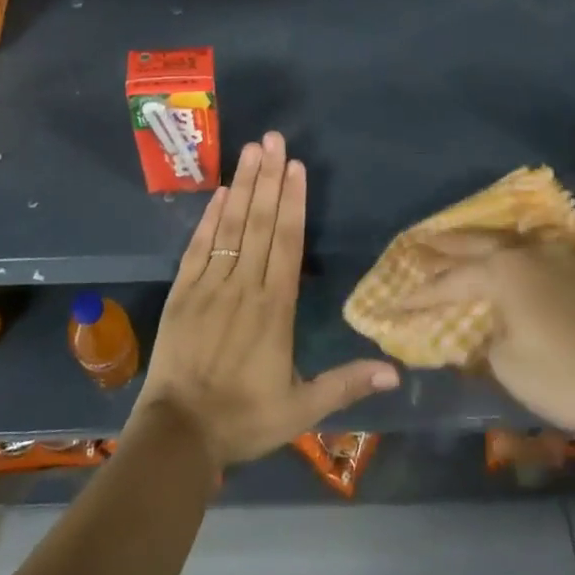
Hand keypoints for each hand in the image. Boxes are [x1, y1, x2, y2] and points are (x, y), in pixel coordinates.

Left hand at [127, 132, 398, 471]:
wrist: (178, 435)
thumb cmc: (244, 419)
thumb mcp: (302, 410)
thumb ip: (346, 384)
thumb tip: (396, 372)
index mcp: (275, 308)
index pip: (287, 242)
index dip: (293, 201)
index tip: (296, 166)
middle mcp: (244, 286)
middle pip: (260, 222)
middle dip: (268, 177)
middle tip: (274, 139)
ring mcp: (210, 285)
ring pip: (230, 226)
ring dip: (242, 186)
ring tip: (250, 150)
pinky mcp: (182, 292)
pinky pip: (198, 247)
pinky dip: (209, 217)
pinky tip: (219, 192)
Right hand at [398, 234, 574, 468]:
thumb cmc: (570, 378)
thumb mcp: (512, 368)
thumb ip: (490, 344)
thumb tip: (491, 333)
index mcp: (504, 272)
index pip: (449, 281)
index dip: (419, 294)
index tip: (394, 302)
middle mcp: (532, 252)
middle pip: (477, 243)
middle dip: (445, 247)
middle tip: (418, 244)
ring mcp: (568, 257)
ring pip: (516, 240)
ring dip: (487, 243)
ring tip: (469, 244)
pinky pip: (546, 253)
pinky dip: (524, 255)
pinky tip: (527, 261)